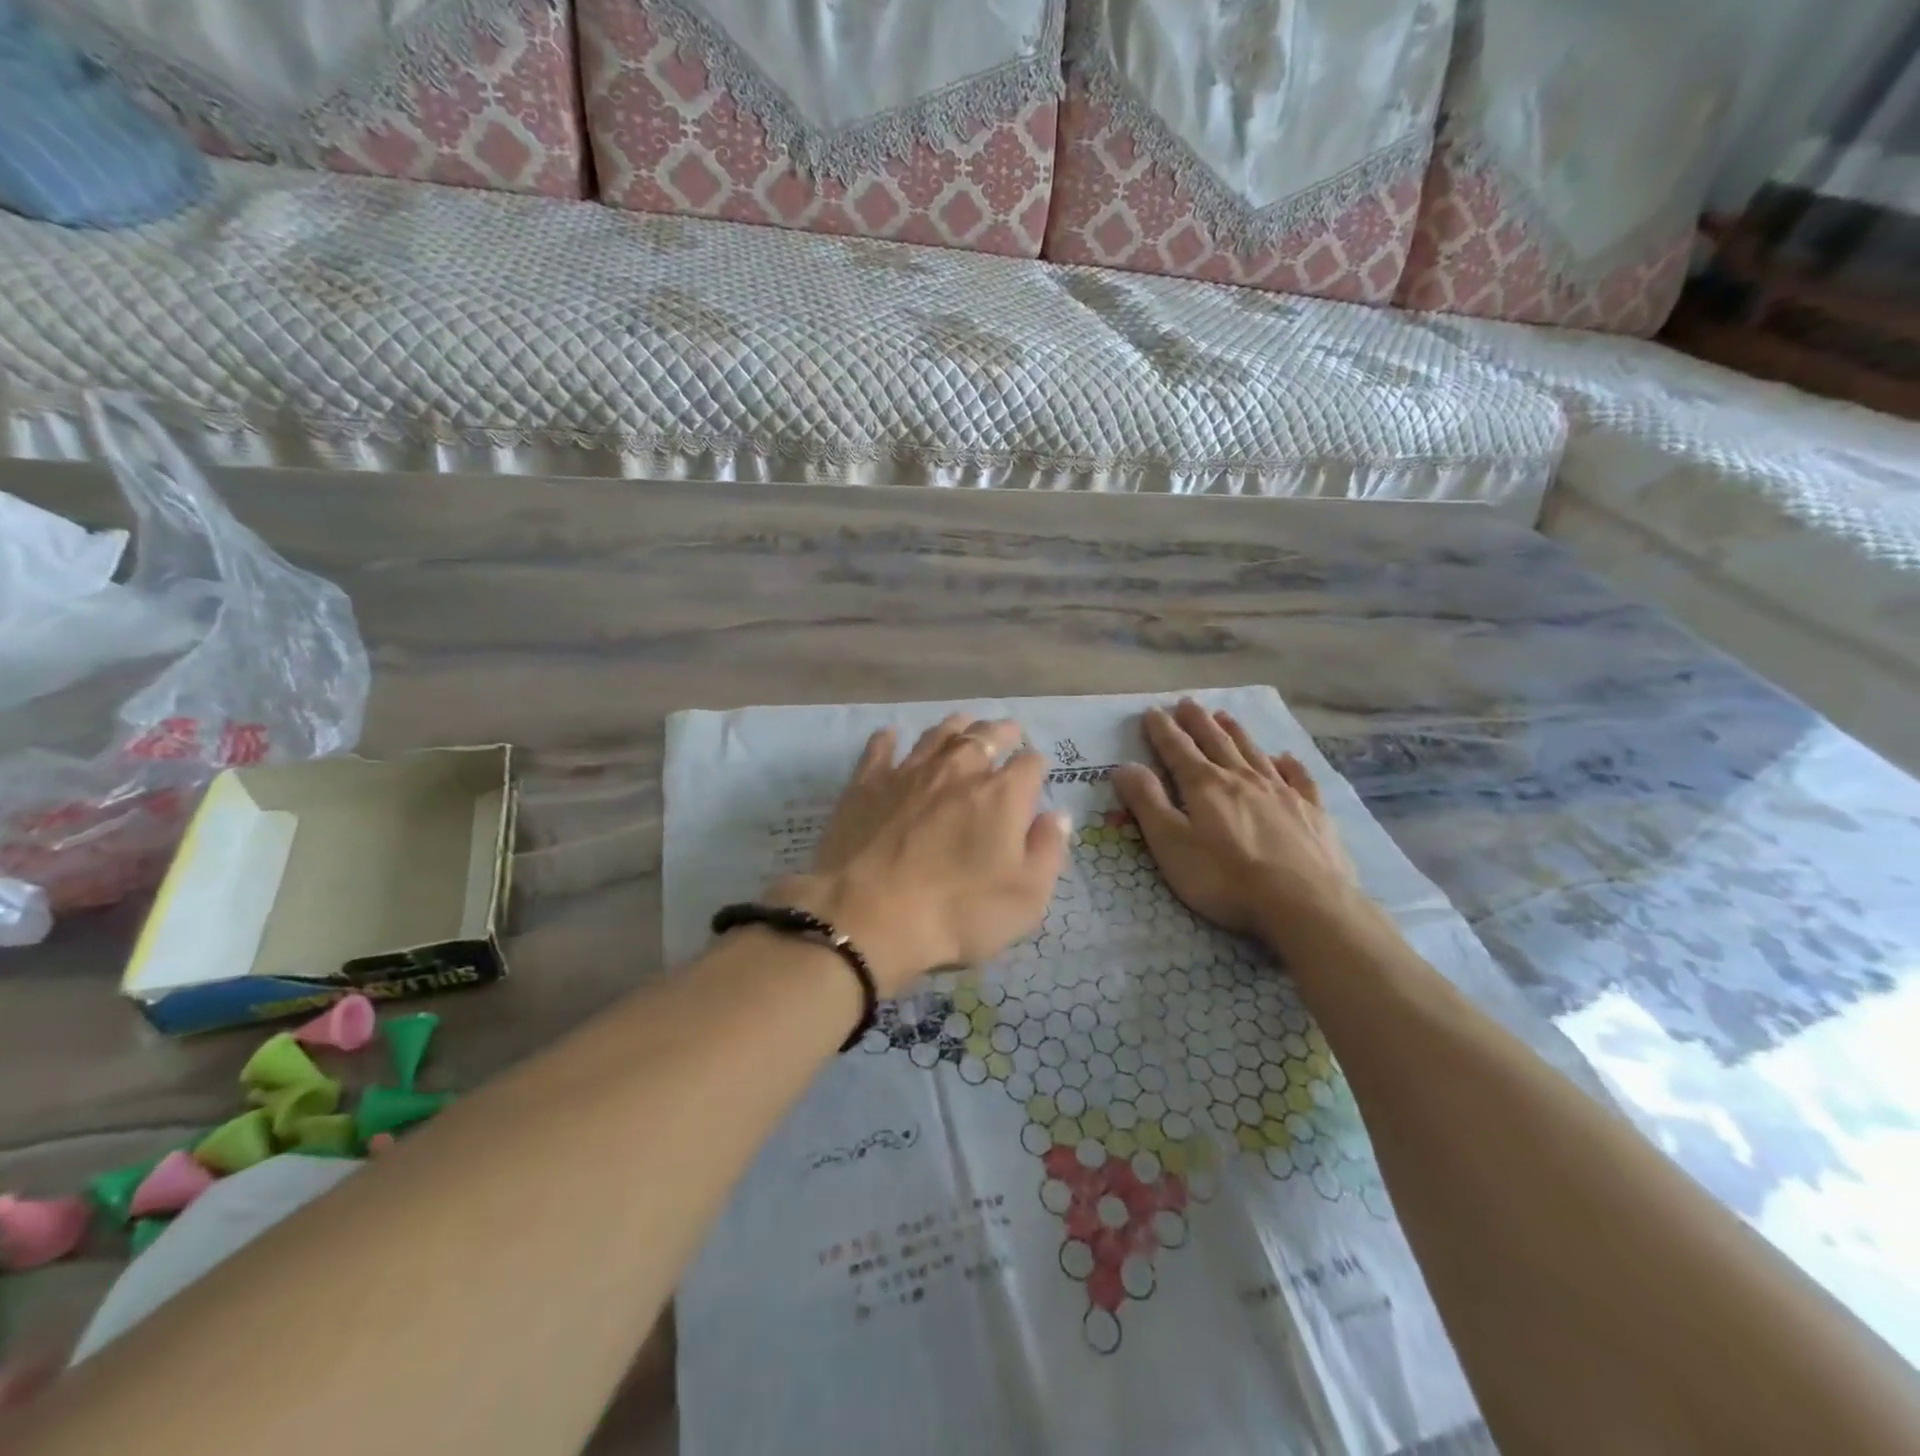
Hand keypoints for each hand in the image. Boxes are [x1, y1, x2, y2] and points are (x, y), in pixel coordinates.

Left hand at [772, 715, 1069, 994]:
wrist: (869, 917)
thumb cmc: (958, 913)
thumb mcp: (1026, 898)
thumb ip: (1048, 852)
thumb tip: (1057, 816)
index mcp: (1003, 794)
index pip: (1030, 764)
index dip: (1035, 767)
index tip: (1034, 775)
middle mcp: (959, 769)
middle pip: (985, 736)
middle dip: (1000, 732)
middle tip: (1006, 731)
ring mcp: (909, 772)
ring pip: (937, 734)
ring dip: (955, 726)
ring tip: (962, 724)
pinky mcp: (867, 783)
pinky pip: (880, 749)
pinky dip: (889, 739)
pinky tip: (890, 735)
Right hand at [1112, 700, 1356, 943]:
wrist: (1304, 904)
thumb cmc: (1225, 878)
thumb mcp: (1171, 844)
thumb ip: (1147, 803)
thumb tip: (1124, 766)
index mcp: (1205, 785)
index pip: (1177, 749)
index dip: (1162, 730)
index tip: (1152, 711)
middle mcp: (1242, 778)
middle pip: (1216, 742)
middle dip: (1198, 722)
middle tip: (1187, 703)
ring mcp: (1282, 792)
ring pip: (1253, 752)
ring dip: (1236, 732)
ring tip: (1224, 716)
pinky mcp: (1312, 812)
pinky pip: (1298, 778)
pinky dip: (1289, 764)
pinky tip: (1285, 758)